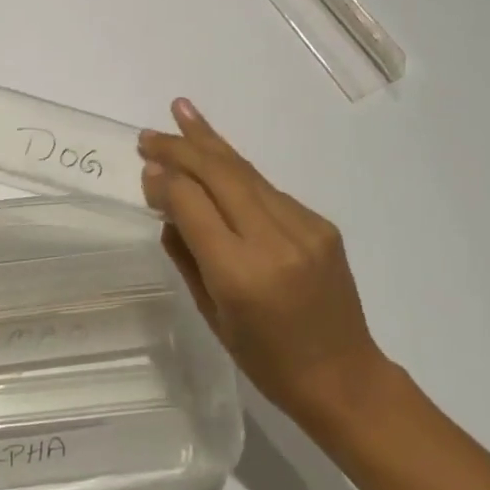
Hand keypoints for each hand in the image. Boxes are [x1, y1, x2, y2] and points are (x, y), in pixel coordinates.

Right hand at [138, 98, 388, 433]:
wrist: (344, 376)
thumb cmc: (266, 360)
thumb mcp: (211, 313)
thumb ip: (186, 253)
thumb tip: (165, 199)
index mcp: (240, 273)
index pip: (193, 204)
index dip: (165, 180)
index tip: (145, 166)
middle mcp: (274, 241)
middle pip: (220, 174)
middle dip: (182, 148)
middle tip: (149, 134)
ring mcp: (304, 228)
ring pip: (246, 172)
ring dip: (210, 142)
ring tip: (182, 112)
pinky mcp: (321, 224)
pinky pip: (268, 189)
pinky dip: (237, 171)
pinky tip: (217, 158)